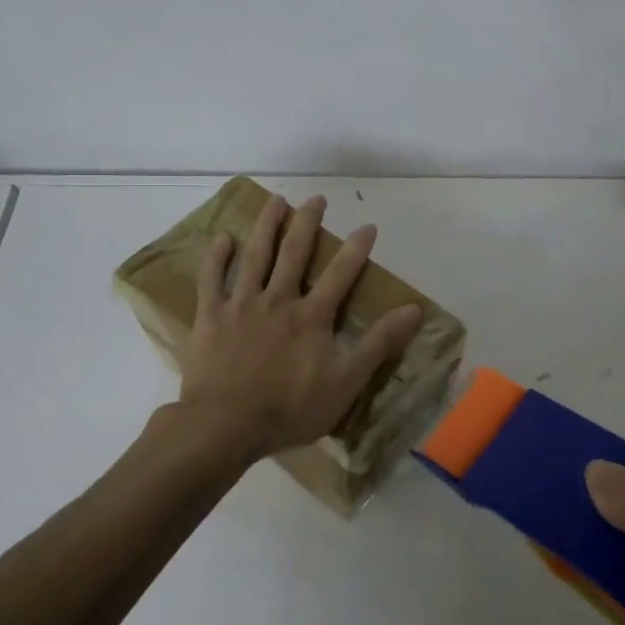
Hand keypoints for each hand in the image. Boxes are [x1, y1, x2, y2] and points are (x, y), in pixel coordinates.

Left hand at [178, 193, 421, 463]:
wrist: (226, 425)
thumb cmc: (290, 408)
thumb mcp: (346, 382)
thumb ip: (379, 344)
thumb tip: (414, 310)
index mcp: (312, 315)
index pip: (341, 274)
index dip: (356, 248)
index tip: (368, 226)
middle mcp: (278, 299)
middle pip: (295, 252)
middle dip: (307, 223)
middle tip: (316, 199)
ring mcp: (242, 305)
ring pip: (256, 256)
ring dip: (267, 226)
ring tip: (275, 201)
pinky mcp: (211, 317)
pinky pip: (211, 280)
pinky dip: (216, 258)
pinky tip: (223, 238)